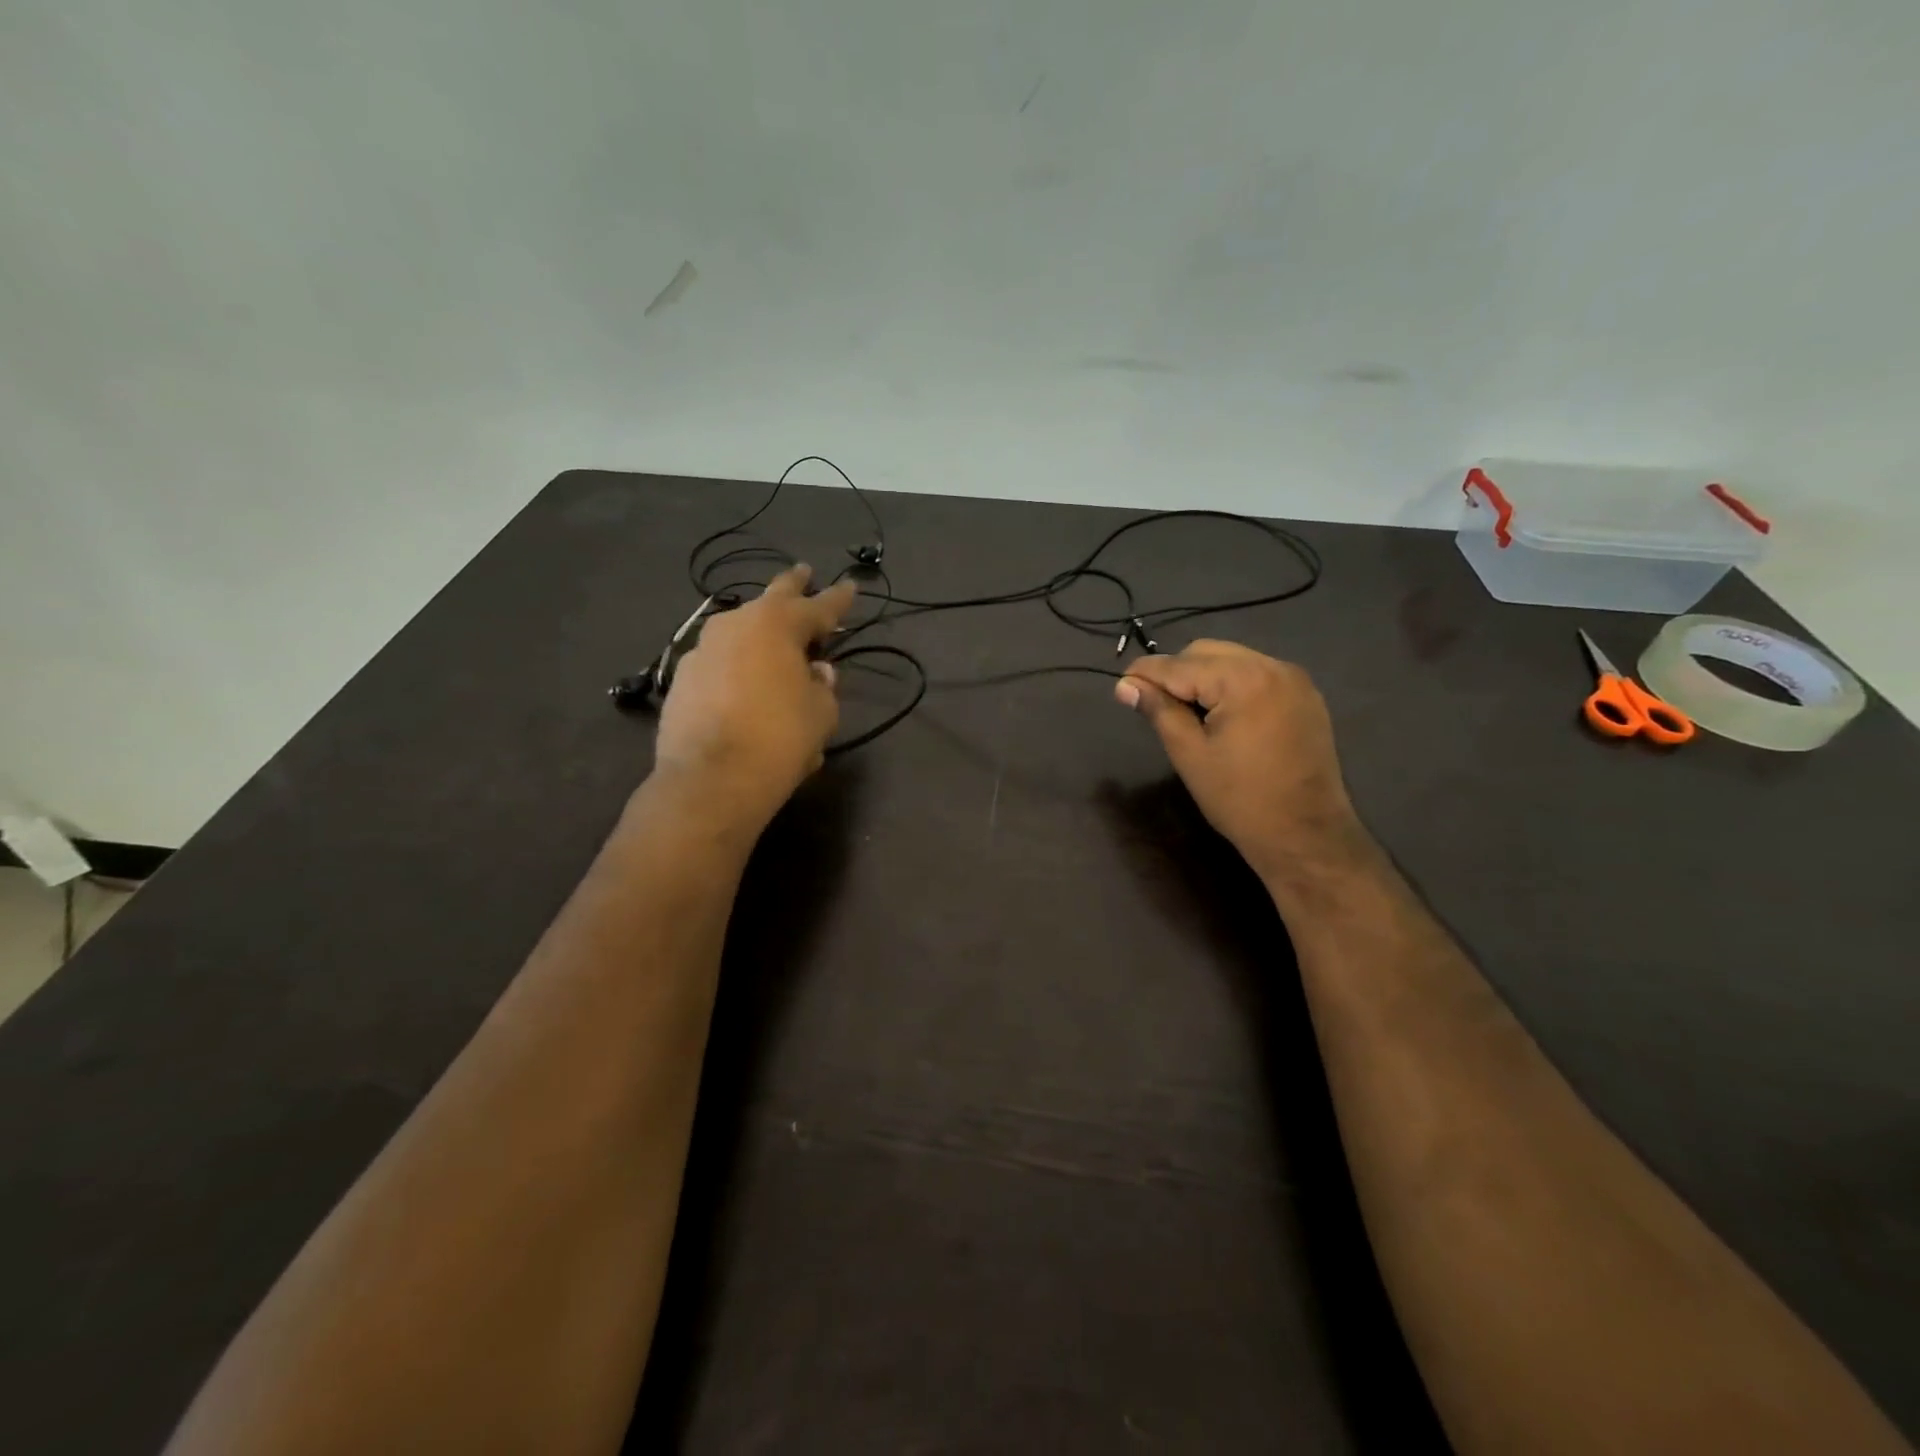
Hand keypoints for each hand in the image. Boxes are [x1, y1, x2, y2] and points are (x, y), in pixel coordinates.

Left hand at [653, 565, 855, 833]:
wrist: (711, 780)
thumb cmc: (780, 739)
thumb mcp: (821, 714)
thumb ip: (822, 686)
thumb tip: (815, 673)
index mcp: (776, 625)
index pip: (818, 606)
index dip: (838, 598)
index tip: (850, 585)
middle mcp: (735, 625)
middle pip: (772, 597)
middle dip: (793, 586)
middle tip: (804, 573)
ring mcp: (702, 649)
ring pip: (740, 630)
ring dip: (760, 632)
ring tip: (773, 639)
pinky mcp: (682, 678)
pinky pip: (720, 662)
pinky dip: (737, 666)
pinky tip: (744, 683)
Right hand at [1116, 641, 1360, 879]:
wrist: (1306, 836)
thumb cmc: (1239, 799)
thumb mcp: (1189, 753)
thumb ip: (1158, 710)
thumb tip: (1125, 685)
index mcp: (1242, 679)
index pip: (1180, 664)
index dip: (1145, 673)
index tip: (1120, 684)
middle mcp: (1272, 666)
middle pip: (1207, 652)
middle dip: (1176, 672)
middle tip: (1154, 704)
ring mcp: (1294, 680)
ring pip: (1232, 660)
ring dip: (1204, 677)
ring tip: (1187, 712)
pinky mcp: (1305, 697)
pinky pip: (1257, 675)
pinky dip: (1232, 685)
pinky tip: (1220, 715)